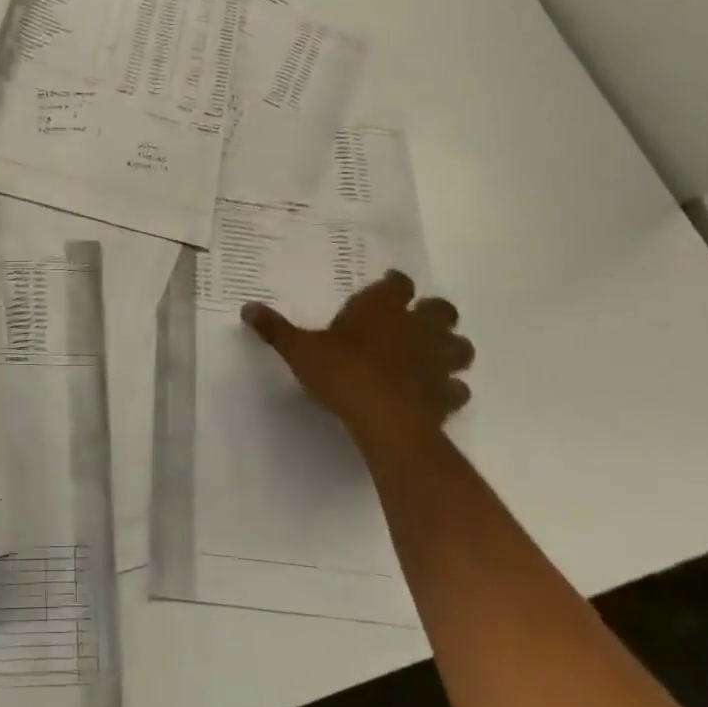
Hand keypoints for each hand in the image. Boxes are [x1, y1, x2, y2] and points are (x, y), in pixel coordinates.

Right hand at [243, 271, 472, 451]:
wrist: (387, 422)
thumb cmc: (343, 374)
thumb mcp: (300, 350)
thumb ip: (276, 329)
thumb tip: (247, 307)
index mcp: (381, 309)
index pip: (398, 284)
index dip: (395, 284)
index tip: (389, 285)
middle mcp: (416, 328)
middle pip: (441, 310)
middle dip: (433, 313)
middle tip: (417, 320)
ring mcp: (437, 362)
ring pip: (460, 346)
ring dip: (450, 349)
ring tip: (434, 356)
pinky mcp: (448, 396)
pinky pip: (458, 388)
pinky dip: (450, 389)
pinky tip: (435, 394)